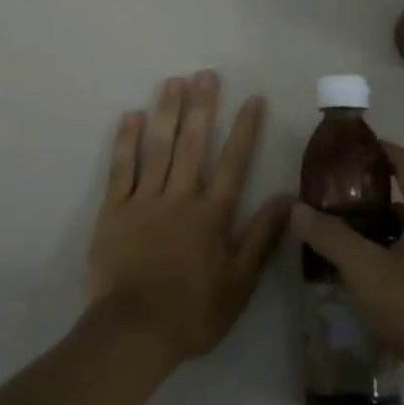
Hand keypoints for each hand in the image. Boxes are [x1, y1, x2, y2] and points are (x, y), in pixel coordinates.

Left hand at [87, 72, 291, 368]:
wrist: (135, 330)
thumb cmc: (193, 311)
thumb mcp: (240, 283)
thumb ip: (262, 237)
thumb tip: (289, 198)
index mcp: (211, 214)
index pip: (234, 162)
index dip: (245, 129)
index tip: (253, 99)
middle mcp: (180, 197)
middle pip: (193, 144)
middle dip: (202, 107)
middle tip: (206, 74)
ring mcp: (144, 200)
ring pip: (158, 148)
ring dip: (167, 112)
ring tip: (173, 82)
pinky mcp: (114, 210)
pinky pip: (120, 169)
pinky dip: (126, 142)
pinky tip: (131, 116)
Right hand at [289, 141, 403, 404]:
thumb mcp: (365, 270)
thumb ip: (330, 236)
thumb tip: (297, 208)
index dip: (380, 148)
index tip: (348, 150)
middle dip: (373, 191)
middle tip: (336, 198)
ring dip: (382, 226)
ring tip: (346, 237)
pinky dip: (394, 253)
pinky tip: (370, 277)